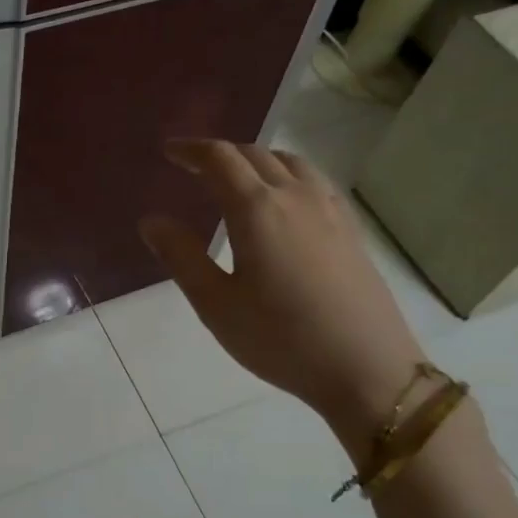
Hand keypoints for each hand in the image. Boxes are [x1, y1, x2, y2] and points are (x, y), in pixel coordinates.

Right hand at [139, 139, 425, 446]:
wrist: (366, 367)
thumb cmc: (280, 339)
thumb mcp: (216, 304)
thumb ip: (181, 257)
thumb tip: (151, 221)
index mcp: (257, 209)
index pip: (220, 159)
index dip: (191, 150)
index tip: (169, 152)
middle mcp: (295, 196)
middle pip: (255, 154)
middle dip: (220, 153)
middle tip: (193, 165)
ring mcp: (330, 209)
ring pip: (290, 162)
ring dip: (256, 159)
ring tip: (237, 177)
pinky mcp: (350, 228)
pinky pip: (314, 181)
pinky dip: (287, 174)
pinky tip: (284, 200)